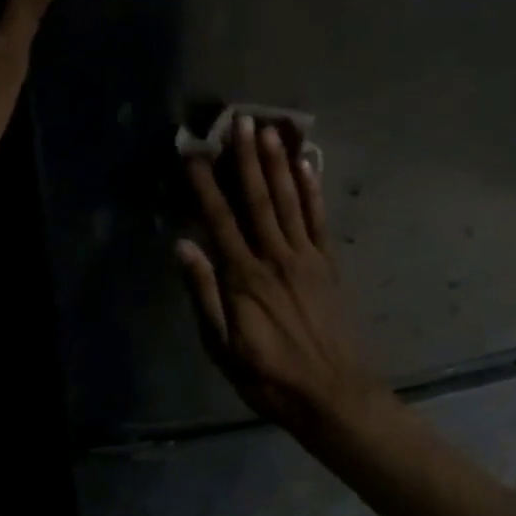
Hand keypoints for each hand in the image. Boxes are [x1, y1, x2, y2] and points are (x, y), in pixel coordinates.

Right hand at [177, 115, 393, 438]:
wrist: (333, 395)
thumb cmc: (268, 376)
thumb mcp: (222, 347)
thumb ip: (204, 294)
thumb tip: (183, 246)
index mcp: (244, 277)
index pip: (219, 219)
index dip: (204, 183)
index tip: (193, 151)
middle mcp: (275, 257)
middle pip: (257, 199)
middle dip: (246, 157)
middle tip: (239, 120)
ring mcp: (306, 258)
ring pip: (289, 201)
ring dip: (277, 163)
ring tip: (269, 129)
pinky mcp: (327, 265)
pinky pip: (319, 220)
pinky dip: (313, 191)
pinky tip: (307, 165)